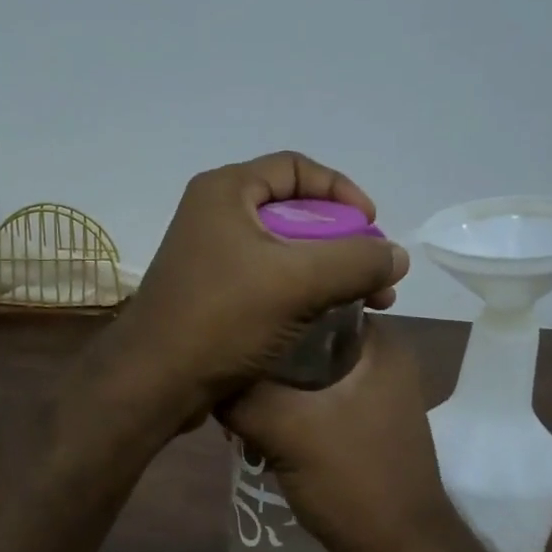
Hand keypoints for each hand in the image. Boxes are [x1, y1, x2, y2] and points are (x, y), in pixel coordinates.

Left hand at [110, 152, 408, 423]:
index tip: (372, 226)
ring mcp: (210, 258)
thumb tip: (397, 256)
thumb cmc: (221, 319)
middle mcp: (214, 216)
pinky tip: (327, 318)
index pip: (296, 168)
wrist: (154, 382)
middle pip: (293, 212)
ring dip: (327, 273)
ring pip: (283, 252)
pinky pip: (267, 282)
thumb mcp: (298, 282)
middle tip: (374, 274)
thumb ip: (356, 262)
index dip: (341, 192)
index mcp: (226, 192)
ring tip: (365, 303)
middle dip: (342, 242)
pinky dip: (301, 294)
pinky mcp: (211, 296)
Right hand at [222, 320, 467, 551]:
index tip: (228, 330)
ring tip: (230, 402)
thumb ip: (242, 396)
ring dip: (270, 390)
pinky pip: (312, 406)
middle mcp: (380, 363)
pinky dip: (284, 412)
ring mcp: (372, 399)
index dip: (270, 311)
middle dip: (264, 359)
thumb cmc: (355, 481)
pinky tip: (251, 428)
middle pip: (306, 342)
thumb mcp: (289, 430)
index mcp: (379, 345)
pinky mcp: (359, 430)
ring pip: (305, 377)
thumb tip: (202, 376)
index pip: (314, 302)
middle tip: (222, 371)